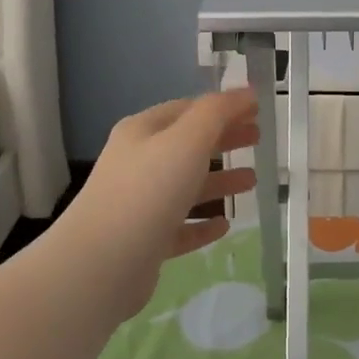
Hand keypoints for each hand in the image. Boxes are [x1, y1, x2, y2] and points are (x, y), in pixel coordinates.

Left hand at [64, 87, 259, 318]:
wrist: (100, 265)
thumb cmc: (147, 191)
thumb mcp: (187, 140)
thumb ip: (219, 112)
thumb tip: (247, 92)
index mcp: (143, 132)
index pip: (189, 109)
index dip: (224, 107)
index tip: (257, 111)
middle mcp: (138, 163)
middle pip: (188, 145)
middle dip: (224, 139)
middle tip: (258, 139)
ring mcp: (139, 204)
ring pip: (186, 186)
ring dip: (219, 181)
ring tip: (252, 181)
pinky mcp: (144, 242)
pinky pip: (180, 226)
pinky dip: (202, 223)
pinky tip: (224, 226)